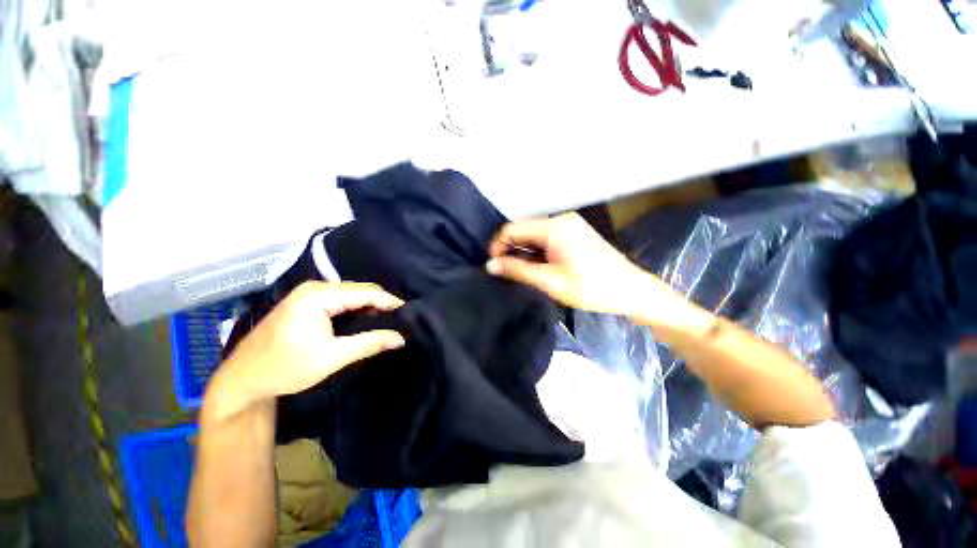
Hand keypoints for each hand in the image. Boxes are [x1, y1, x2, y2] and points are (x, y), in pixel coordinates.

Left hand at [203, 282, 404, 421]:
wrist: (242, 380)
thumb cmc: (285, 368)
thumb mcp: (332, 357)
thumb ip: (369, 343)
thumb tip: (400, 338)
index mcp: (318, 296)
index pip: (365, 292)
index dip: (389, 301)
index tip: (409, 312)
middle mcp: (314, 288)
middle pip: (359, 290)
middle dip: (381, 303)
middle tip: (401, 317)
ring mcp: (308, 294)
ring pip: (351, 294)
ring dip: (370, 305)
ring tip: (389, 318)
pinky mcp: (306, 303)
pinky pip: (340, 300)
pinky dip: (356, 308)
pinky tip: (367, 318)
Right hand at [486, 213, 674, 315]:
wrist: (632, 291)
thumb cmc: (591, 288)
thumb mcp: (550, 281)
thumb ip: (518, 270)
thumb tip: (490, 265)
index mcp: (554, 227)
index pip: (512, 229)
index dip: (498, 246)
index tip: (493, 266)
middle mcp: (561, 219)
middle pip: (524, 230)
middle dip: (511, 250)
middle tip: (507, 273)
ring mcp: (570, 225)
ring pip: (535, 235)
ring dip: (524, 252)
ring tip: (521, 273)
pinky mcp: (576, 233)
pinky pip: (547, 238)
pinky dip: (537, 251)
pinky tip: (538, 267)